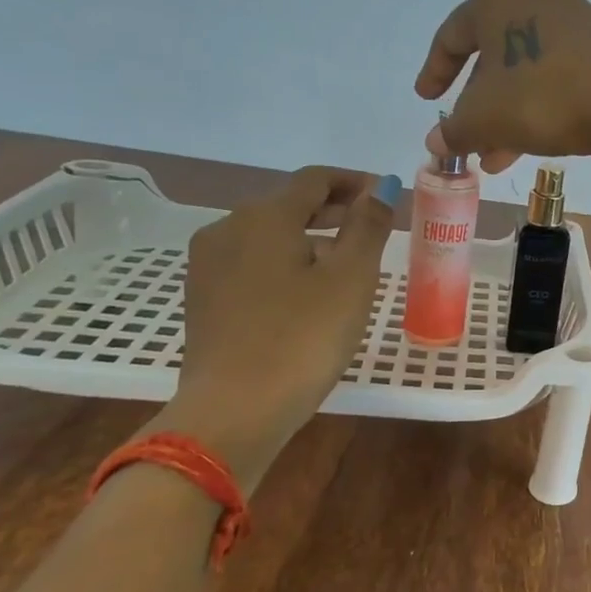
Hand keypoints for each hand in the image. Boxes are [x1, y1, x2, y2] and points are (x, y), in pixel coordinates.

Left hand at [165, 167, 399, 485]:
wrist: (233, 412)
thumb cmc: (302, 338)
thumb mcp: (351, 279)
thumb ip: (368, 226)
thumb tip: (379, 187)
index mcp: (264, 216)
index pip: (314, 179)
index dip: (354, 182)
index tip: (386, 196)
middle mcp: (227, 228)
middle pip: (288, 204)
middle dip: (333, 210)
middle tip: (374, 227)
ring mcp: (208, 265)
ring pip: (268, 235)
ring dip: (310, 238)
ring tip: (346, 264)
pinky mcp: (204, 298)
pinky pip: (252, 263)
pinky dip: (285, 263)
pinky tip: (307, 293)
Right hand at [415, 0, 590, 172]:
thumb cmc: (538, 99)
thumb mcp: (483, 119)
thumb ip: (453, 130)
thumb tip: (435, 142)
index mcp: (496, 0)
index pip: (452, 36)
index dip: (434, 71)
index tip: (426, 99)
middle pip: (492, 56)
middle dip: (477, 105)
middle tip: (467, 138)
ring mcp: (572, 19)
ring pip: (525, 70)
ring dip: (505, 114)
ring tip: (494, 157)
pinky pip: (555, 73)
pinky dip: (536, 104)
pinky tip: (527, 145)